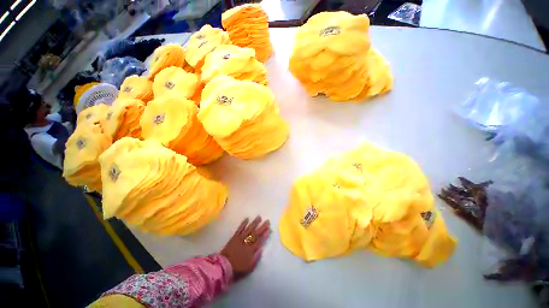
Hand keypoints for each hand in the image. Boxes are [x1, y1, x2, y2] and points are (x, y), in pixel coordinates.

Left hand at [221, 216, 270, 278]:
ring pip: (249, 229)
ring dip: (254, 223)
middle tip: (267, 221)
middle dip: (262, 227)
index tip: (269, 229)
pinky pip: (239, 229)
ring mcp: (240, 238)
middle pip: (256, 233)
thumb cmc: (237, 268)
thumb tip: (262, 249)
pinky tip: (247, 219)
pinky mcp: (234, 237)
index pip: (260, 241)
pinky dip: (243, 224)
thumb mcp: (249, 267)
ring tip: (259, 217)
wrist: (223, 266)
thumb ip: (256, 258)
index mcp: (251, 250)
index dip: (265, 235)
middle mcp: (247, 242)